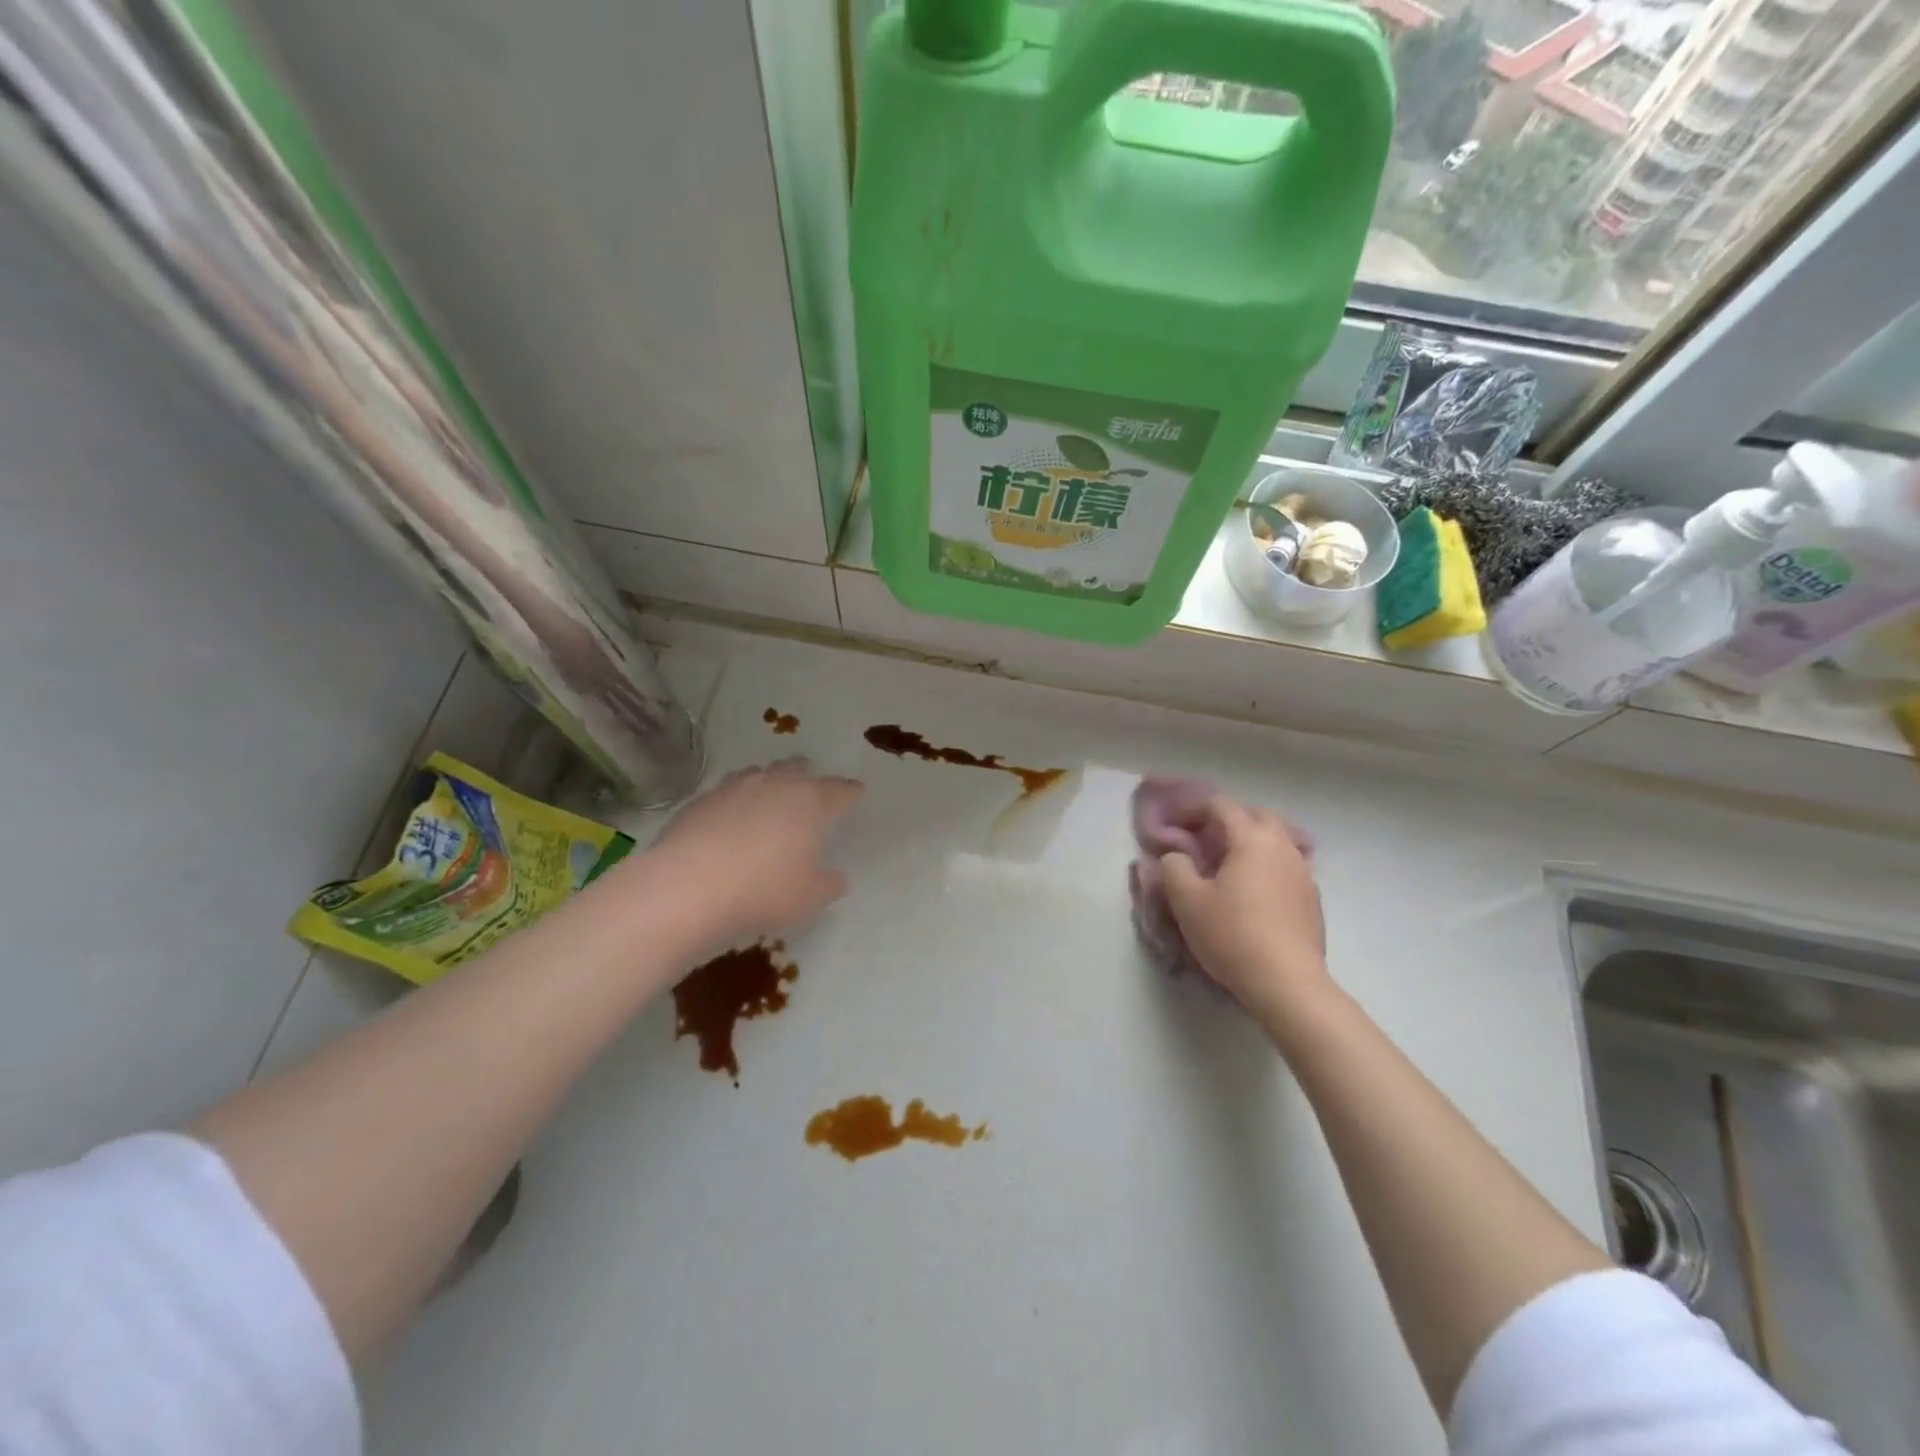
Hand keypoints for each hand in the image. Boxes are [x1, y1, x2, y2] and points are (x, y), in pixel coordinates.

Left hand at [647, 758, 863, 940]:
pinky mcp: (701, 800)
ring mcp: (734, 788)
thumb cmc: (763, 890)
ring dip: (770, 783)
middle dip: (808, 776)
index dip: (850, 792)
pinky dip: (736, 801)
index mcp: (810, 801)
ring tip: (770, 799)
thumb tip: (835, 877)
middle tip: (811, 788)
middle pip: (797, 768)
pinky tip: (731, 821)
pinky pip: (727, 792)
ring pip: (760, 774)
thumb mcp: (809, 897)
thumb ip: (828, 884)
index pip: (840, 790)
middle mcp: (775, 784)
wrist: (688, 887)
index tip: (856, 792)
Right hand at [1160, 797, 1327, 1027]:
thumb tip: (1177, 856)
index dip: (1193, 808)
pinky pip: (1287, 866)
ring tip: (1229, 864)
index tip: (1173, 824)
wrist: (1288, 984)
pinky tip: (1253, 891)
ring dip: (1251, 842)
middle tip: (1203, 839)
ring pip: (1277, 840)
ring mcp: (1303, 872)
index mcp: (1252, 838)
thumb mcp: (1187, 901)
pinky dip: (1267, 865)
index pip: (1221, 805)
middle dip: (1228, 819)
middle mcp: (1282, 847)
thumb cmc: (1233, 935)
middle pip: (1256, 815)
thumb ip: (1174, 868)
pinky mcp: (1312, 899)